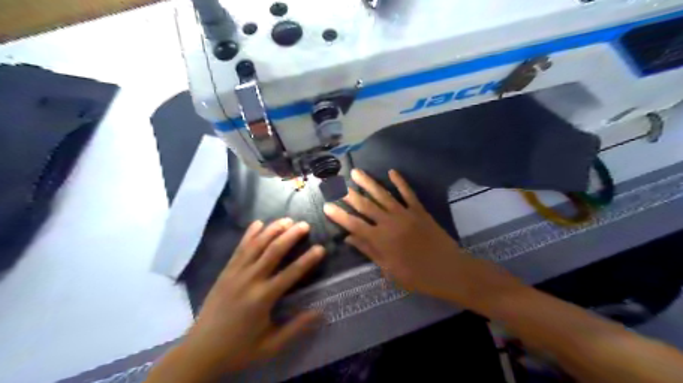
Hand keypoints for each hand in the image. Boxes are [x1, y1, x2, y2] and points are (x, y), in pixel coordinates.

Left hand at [178, 218, 323, 377]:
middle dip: (290, 235)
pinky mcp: (225, 272)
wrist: (199, 352)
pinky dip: (249, 234)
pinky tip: (258, 223)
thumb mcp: (271, 346)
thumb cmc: (238, 350)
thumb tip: (320, 313)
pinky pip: (239, 248)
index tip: (321, 248)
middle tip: (305, 224)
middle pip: (273, 251)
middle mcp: (249, 280)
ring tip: (286, 219)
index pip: (291, 273)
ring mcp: (235, 273)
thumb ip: (296, 328)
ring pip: (256, 245)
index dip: (308, 260)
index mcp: (263, 298)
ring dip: (272, 230)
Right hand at [324, 171, 490, 304]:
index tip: (326, 206)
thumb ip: (368, 251)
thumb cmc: (416, 276)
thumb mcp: (389, 269)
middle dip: (349, 194)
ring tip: (356, 172)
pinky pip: (408, 193)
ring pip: (383, 195)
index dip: (339, 215)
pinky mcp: (419, 210)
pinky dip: (400, 182)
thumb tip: (348, 238)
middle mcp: (390, 222)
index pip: (354, 224)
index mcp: (380, 239)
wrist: (449, 270)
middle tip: (337, 183)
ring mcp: (405, 214)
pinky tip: (391, 172)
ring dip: (368, 183)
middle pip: (365, 205)